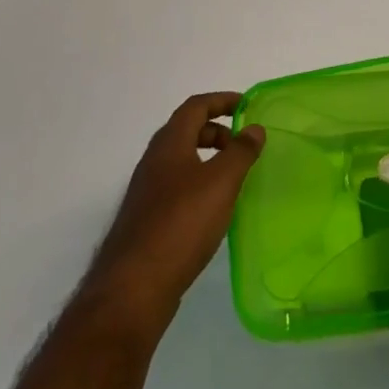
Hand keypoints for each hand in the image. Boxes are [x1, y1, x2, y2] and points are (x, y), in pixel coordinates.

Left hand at [80, 93, 264, 331]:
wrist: (134, 287)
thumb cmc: (181, 223)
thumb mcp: (221, 182)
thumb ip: (241, 152)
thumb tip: (254, 128)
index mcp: (169, 144)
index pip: (195, 107)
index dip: (221, 101)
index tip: (246, 106)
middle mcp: (154, 162)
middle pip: (186, 131)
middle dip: (216, 131)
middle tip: (243, 145)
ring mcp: (147, 192)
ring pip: (181, 161)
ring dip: (208, 159)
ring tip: (234, 177)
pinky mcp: (147, 220)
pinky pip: (177, 187)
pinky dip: (199, 184)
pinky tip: (214, 209)